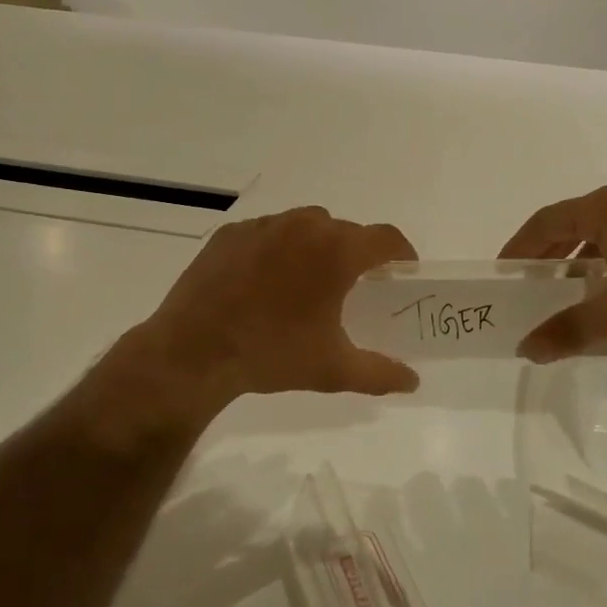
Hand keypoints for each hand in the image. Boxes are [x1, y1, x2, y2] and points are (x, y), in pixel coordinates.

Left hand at [83, 207, 421, 440]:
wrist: (193, 353)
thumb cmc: (273, 355)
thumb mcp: (333, 370)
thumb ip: (380, 373)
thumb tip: (413, 381)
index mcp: (337, 252)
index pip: (386, 238)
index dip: (401, 252)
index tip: (402, 271)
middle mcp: (304, 227)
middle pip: (345, 230)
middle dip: (356, 252)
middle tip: (354, 284)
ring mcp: (264, 226)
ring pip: (305, 224)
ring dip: (317, 245)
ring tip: (307, 279)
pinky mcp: (231, 234)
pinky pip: (268, 232)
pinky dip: (277, 248)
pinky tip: (266, 280)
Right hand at [499, 183, 606, 361]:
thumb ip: (567, 331)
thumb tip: (526, 349)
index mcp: (606, 208)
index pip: (546, 221)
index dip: (520, 246)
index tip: (504, 271)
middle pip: (573, 222)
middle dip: (549, 253)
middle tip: (531, 283)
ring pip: (603, 230)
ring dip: (580, 256)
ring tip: (569, 288)